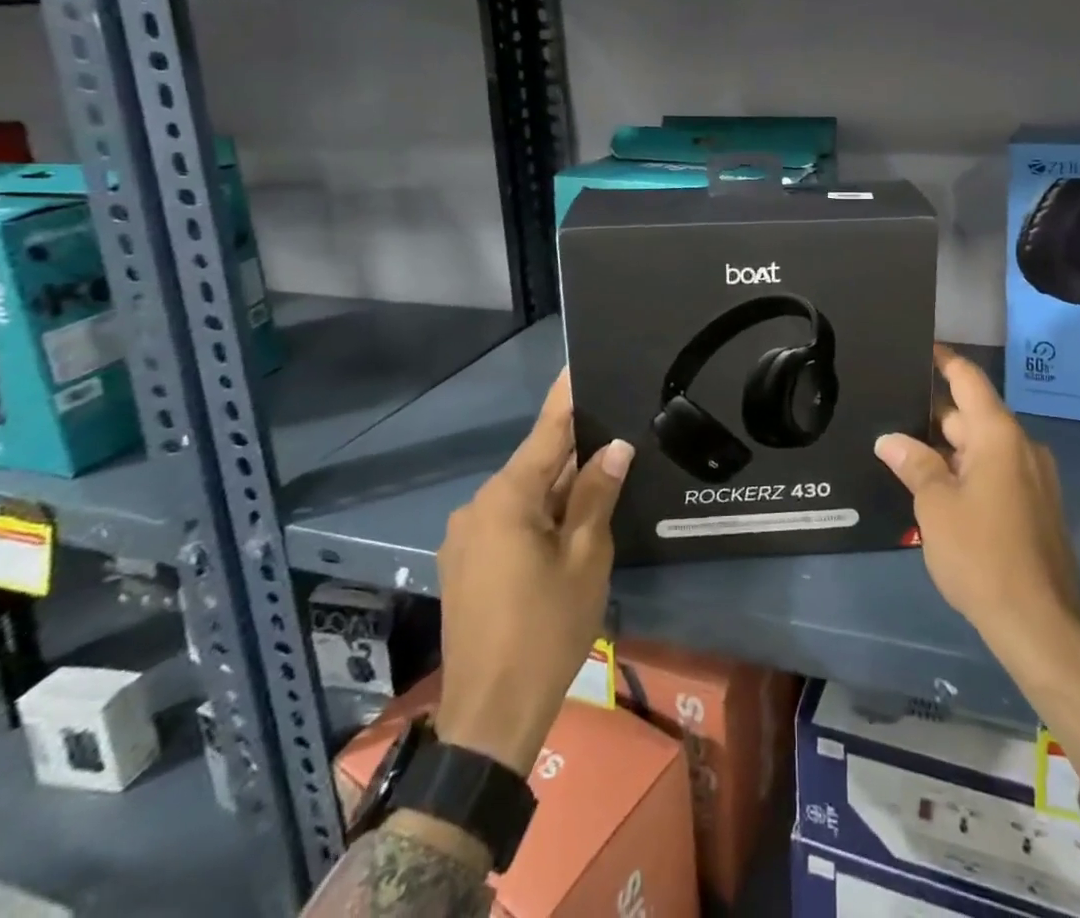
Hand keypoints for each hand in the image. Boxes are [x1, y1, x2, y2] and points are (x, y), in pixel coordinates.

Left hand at [433, 370, 634, 773]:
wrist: (490, 717)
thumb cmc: (547, 630)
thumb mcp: (586, 558)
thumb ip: (598, 494)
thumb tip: (615, 448)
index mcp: (507, 498)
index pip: (546, 431)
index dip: (566, 397)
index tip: (579, 362)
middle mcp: (477, 506)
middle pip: (535, 464)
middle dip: (573, 451)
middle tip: (614, 432)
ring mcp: (465, 537)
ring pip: (522, 495)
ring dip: (558, 488)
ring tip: (601, 478)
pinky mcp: (464, 564)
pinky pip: (507, 520)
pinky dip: (539, 514)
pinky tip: (567, 523)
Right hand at [876, 347, 1079, 754]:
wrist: (1041, 626)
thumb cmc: (983, 556)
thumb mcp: (936, 506)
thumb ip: (914, 464)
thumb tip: (890, 439)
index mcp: (999, 435)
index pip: (968, 379)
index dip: (943, 359)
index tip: (917, 345)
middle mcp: (1021, 446)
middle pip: (971, 414)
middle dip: (932, 415)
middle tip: (888, 411)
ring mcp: (1033, 477)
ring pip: (981, 446)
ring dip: (946, 448)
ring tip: (903, 450)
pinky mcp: (1035, 505)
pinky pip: (994, 471)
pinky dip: (965, 470)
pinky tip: (934, 486)